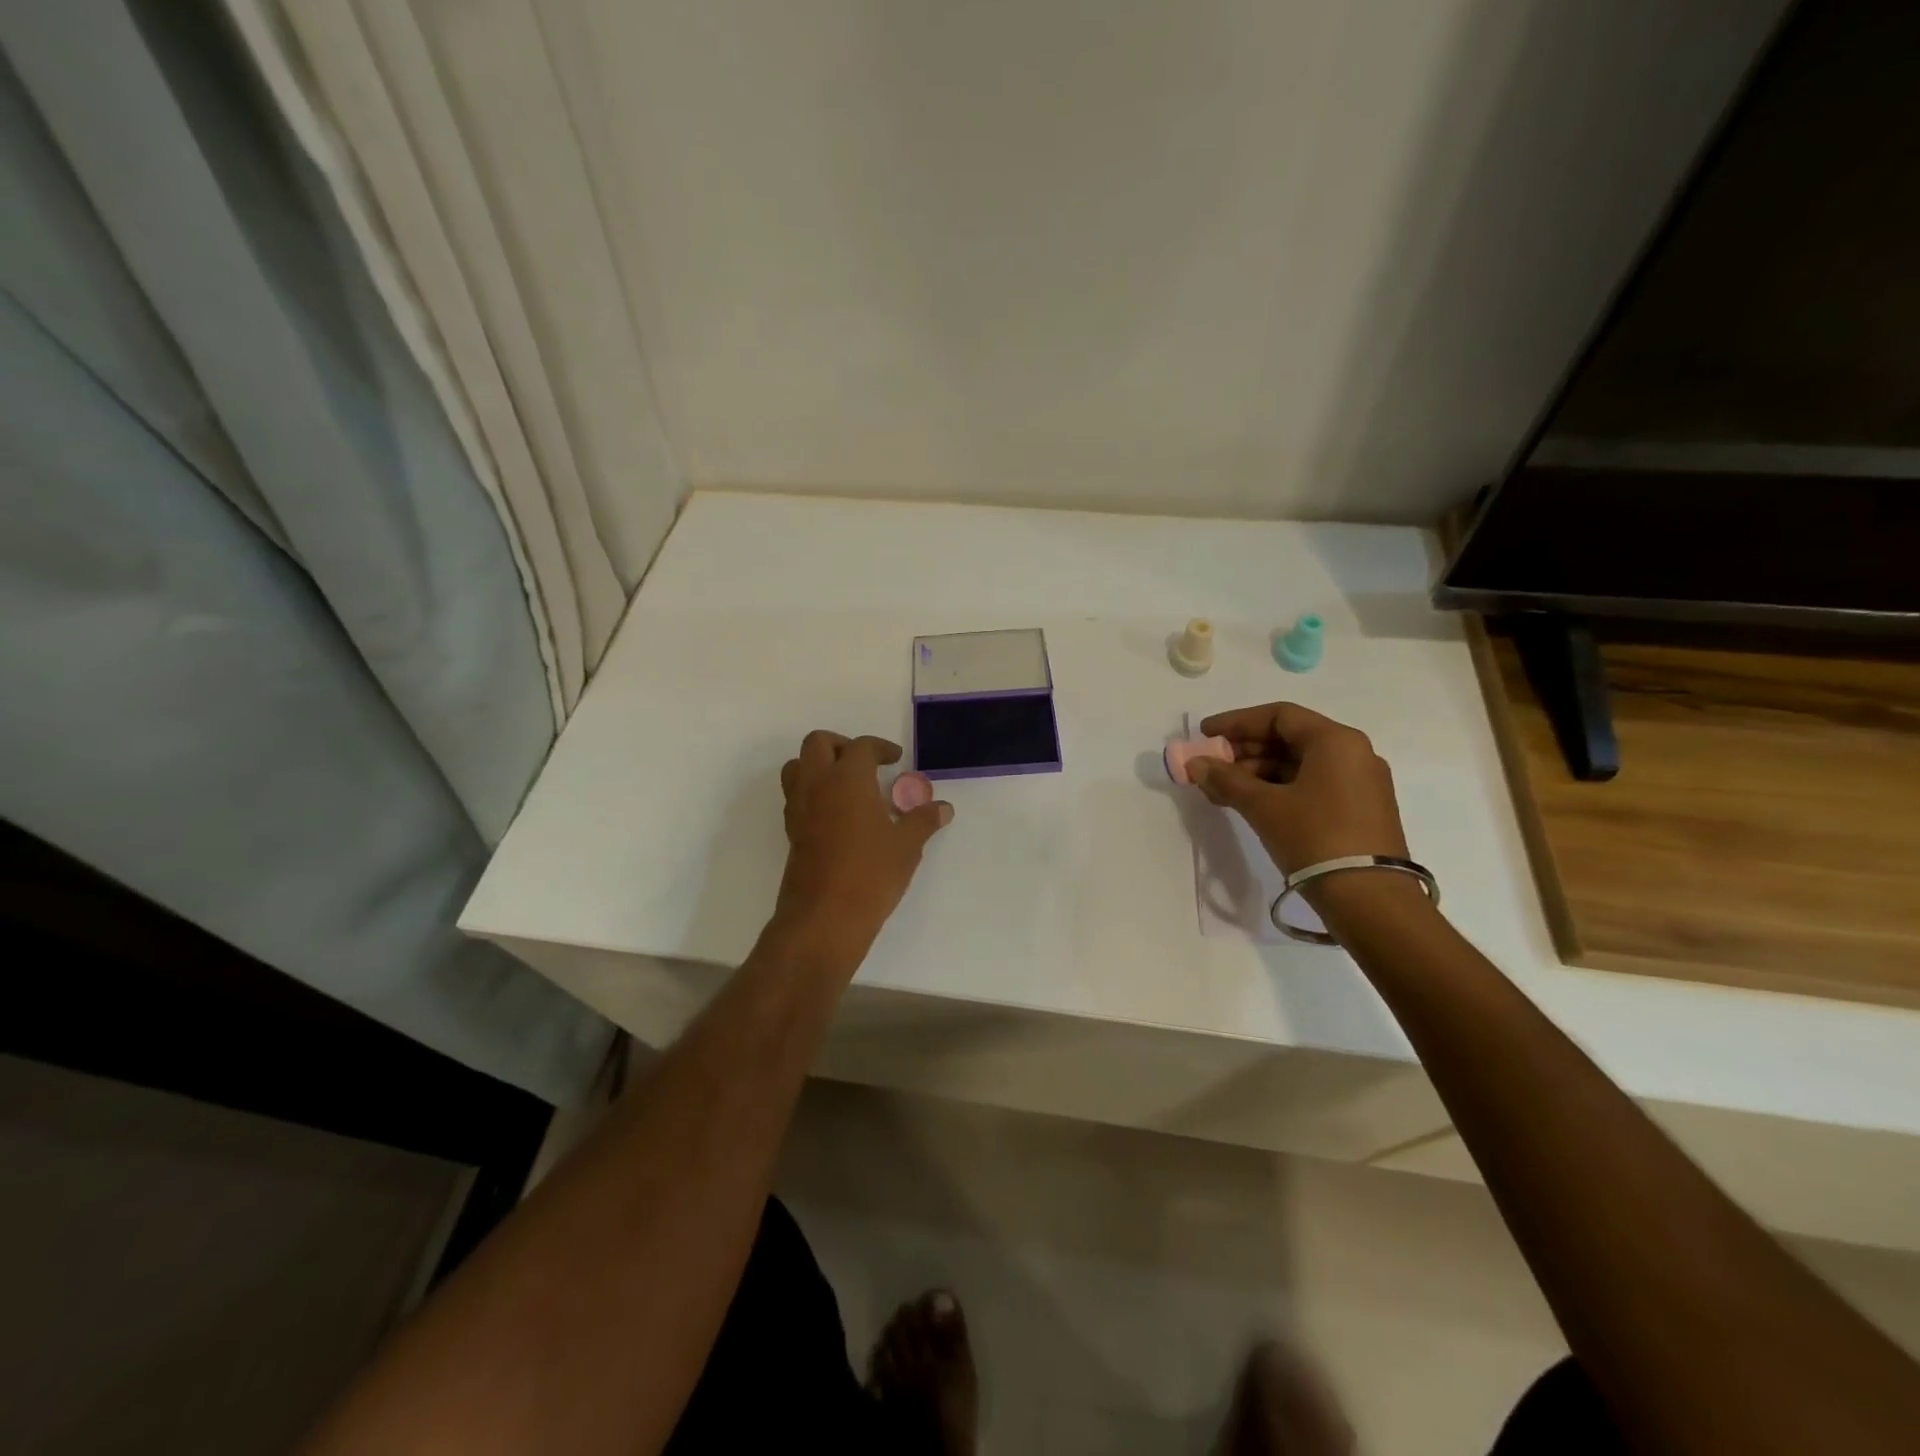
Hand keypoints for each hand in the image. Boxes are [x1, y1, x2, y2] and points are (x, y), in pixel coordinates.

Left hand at [773, 731, 952, 974]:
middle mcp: (817, 785)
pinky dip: (813, 792)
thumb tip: (943, 808)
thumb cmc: (870, 875)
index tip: (895, 759)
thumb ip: (923, 820)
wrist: (824, 919)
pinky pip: (796, 796)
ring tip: (847, 785)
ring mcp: (799, 809)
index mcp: (847, 779)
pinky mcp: (791, 832)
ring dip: (819, 765)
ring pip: (798, 767)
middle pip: (818, 744)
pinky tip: (838, 815)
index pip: (860, 747)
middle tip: (866, 764)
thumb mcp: (907, 846)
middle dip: (842, 745)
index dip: (880, 748)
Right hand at [1186, 704, 1411, 907]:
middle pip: (1289, 738)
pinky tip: (1251, 804)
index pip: (1278, 715)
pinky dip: (1279, 788)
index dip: (1237, 722)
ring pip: (1299, 763)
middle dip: (1245, 750)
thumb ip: (1226, 779)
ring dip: (1258, 772)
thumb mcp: (1264, 806)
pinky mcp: (1360, 809)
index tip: (1205, 735)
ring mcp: (1360, 782)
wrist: (1370, 900)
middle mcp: (1353, 753)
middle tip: (1210, 765)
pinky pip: (1312, 784)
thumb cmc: (1315, 838)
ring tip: (1223, 790)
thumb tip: (1194, 764)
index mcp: (1335, 741)